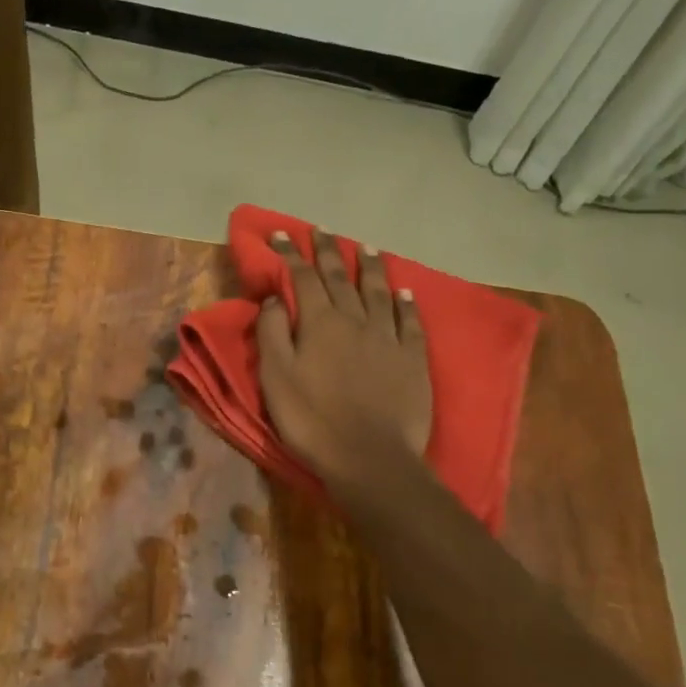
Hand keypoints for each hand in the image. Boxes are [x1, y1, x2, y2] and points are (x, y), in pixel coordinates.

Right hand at [257, 229, 431, 497]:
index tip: (283, 234)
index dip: (292, 255)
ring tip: (365, 247)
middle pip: (340, 277)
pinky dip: (406, 302)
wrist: (369, 457)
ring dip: (369, 267)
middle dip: (328, 251)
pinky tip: (404, 291)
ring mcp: (388, 337)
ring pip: (378, 291)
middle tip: (321, 229)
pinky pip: (410, 321)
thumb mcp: (276, 378)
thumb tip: (275, 299)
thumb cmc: (312, 420)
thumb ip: (272, 334)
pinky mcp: (413, 358)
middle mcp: (355, 320)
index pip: (303, 278)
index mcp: (319, 323)